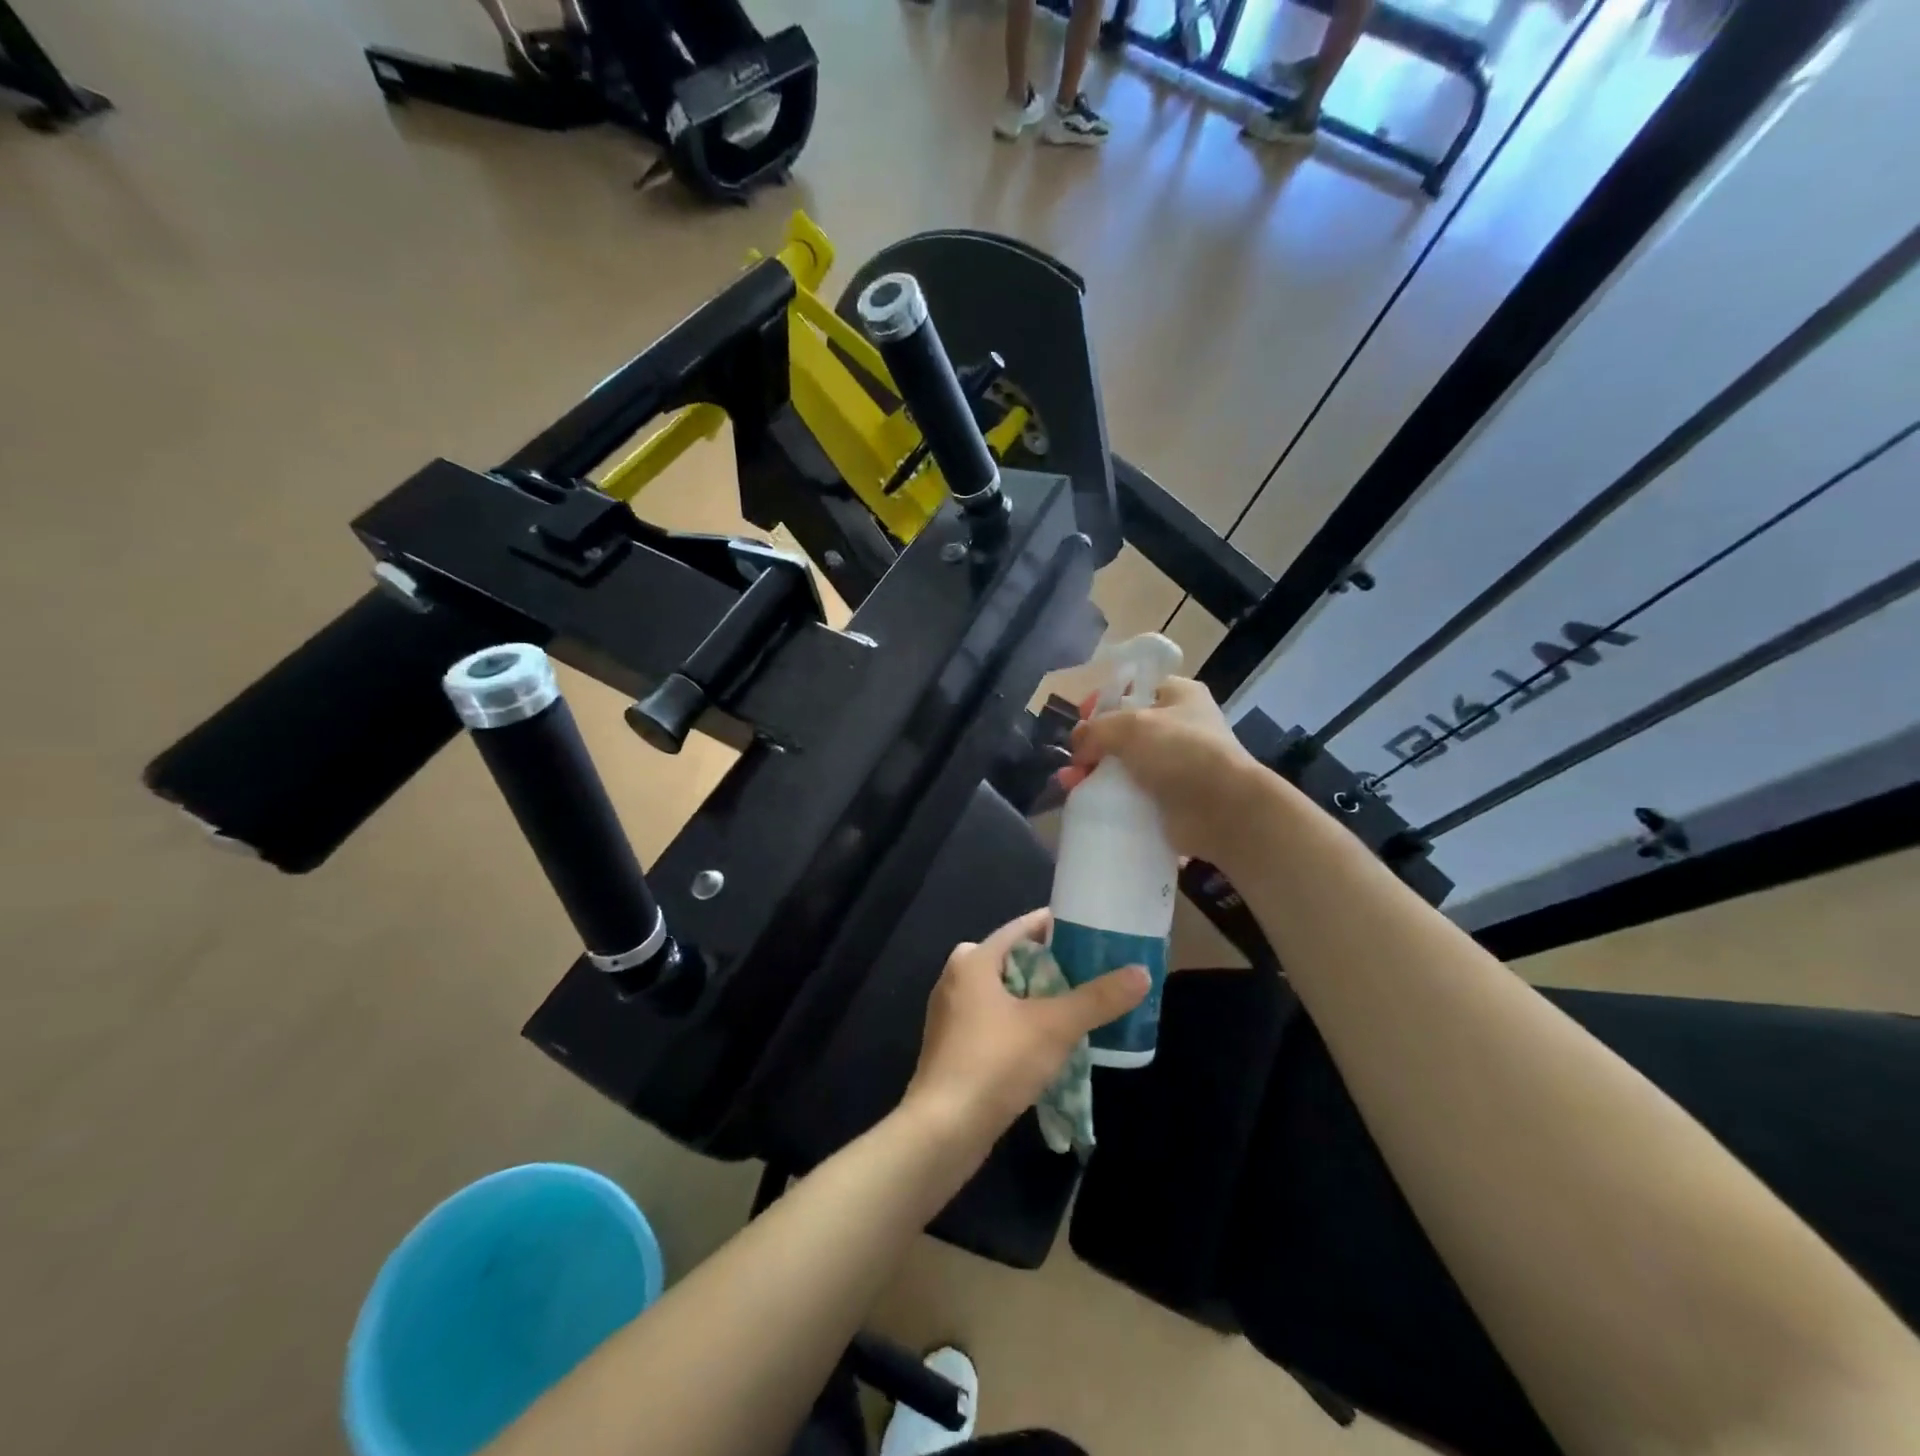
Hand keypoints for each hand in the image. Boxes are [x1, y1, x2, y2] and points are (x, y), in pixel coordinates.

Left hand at [903, 909, 1147, 1155]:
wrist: (943, 1131)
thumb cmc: (995, 1063)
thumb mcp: (1054, 1027)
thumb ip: (1098, 999)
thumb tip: (1141, 973)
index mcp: (974, 960)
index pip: (1022, 927)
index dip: (1059, 926)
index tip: (1094, 931)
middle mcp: (956, 977)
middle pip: (1014, 958)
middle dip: (1053, 965)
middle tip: (1094, 972)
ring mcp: (951, 1013)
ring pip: (1004, 992)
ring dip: (1038, 997)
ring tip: (1079, 1005)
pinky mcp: (953, 1045)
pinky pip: (994, 1019)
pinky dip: (1021, 1021)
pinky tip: (1049, 1040)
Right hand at [1060, 676, 1267, 866]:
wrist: (1223, 810)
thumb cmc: (1181, 751)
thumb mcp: (1131, 725)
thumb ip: (1096, 729)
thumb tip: (1078, 745)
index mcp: (1178, 695)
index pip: (1133, 688)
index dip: (1104, 699)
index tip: (1082, 718)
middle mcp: (1178, 727)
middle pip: (1123, 729)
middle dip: (1093, 743)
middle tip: (1074, 759)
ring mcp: (1174, 765)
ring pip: (1123, 763)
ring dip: (1094, 771)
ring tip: (1070, 784)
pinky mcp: (1168, 798)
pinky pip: (1130, 793)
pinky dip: (1109, 797)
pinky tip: (1086, 801)